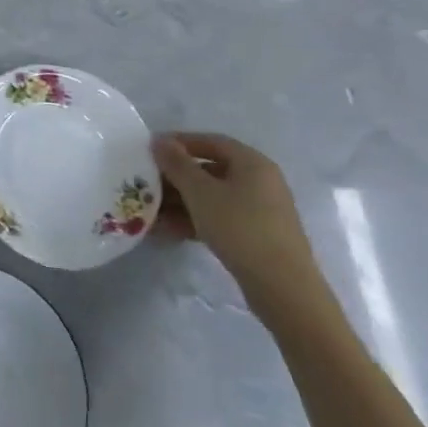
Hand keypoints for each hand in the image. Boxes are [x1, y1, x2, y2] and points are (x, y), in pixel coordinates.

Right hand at [152, 133, 332, 324]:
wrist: (282, 285)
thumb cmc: (240, 227)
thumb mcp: (200, 192)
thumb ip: (177, 164)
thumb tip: (159, 140)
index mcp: (252, 163)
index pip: (211, 141)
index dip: (179, 142)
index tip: (150, 150)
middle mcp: (259, 181)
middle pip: (210, 171)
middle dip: (175, 178)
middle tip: (145, 184)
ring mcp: (259, 210)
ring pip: (212, 197)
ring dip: (180, 202)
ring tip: (150, 212)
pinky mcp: (256, 235)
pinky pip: (219, 218)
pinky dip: (194, 220)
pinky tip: (167, 231)